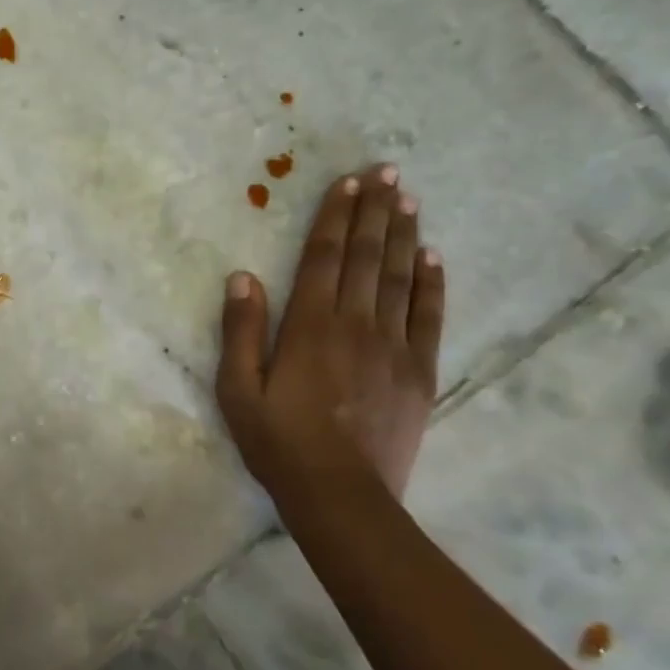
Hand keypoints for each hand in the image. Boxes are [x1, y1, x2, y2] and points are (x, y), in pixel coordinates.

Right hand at [216, 165, 445, 511]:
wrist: (341, 497)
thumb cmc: (279, 442)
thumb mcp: (237, 389)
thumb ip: (241, 330)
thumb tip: (243, 276)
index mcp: (309, 326)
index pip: (324, 257)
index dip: (335, 217)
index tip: (347, 182)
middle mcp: (355, 325)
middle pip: (365, 257)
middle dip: (375, 212)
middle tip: (387, 173)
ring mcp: (393, 347)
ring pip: (399, 278)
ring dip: (402, 236)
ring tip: (408, 200)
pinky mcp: (419, 372)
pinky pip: (428, 317)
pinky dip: (431, 284)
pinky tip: (431, 257)